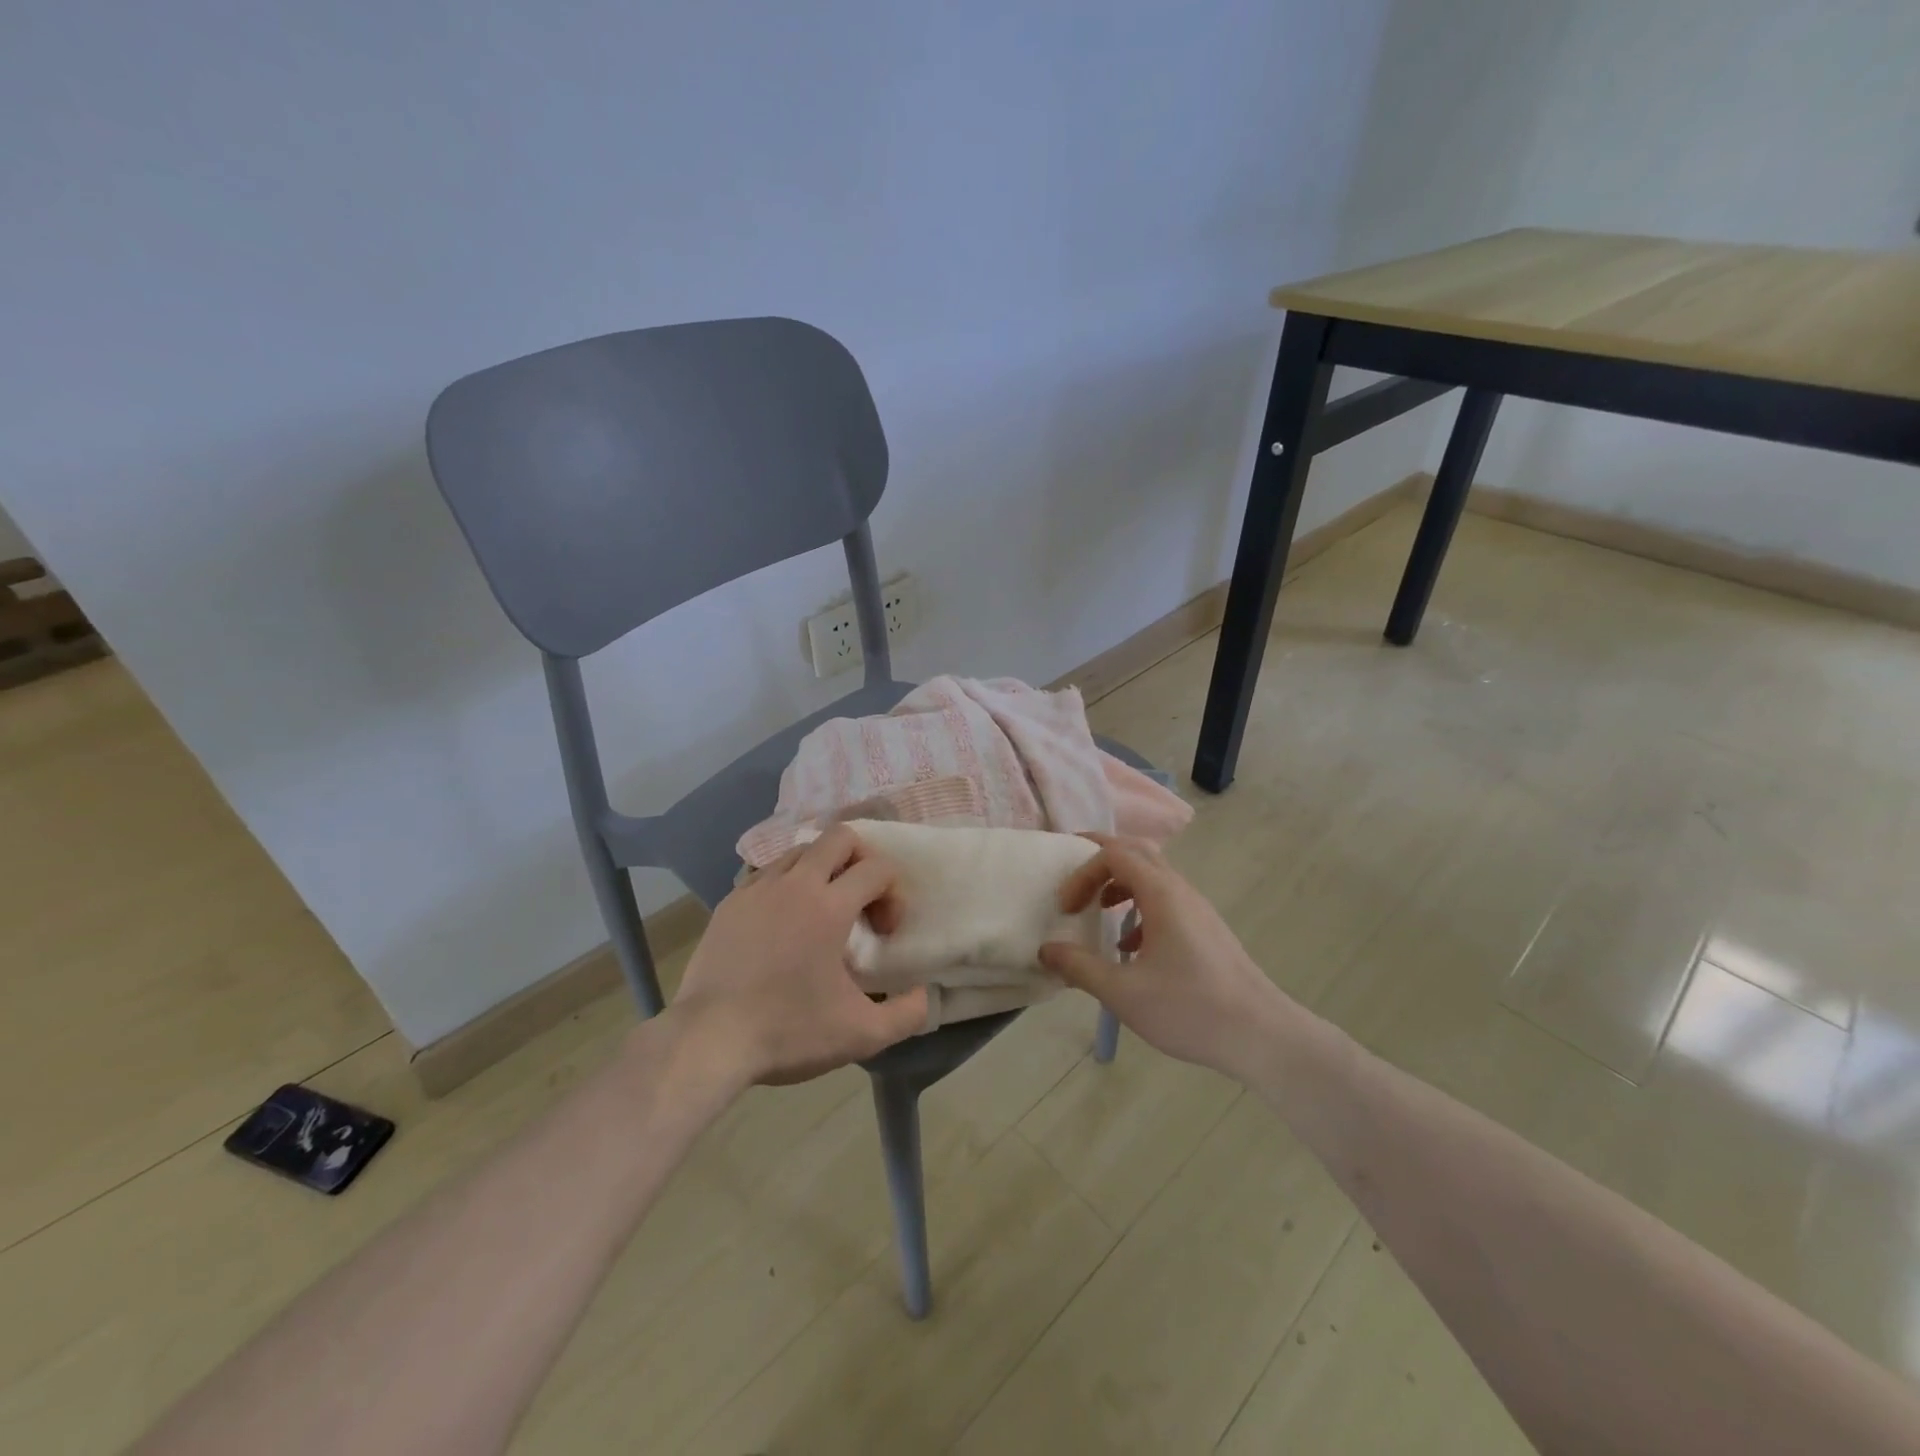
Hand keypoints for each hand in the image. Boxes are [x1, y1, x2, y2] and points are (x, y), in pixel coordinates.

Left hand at [671, 824, 928, 1086]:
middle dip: (862, 859)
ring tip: (823, 910)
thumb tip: (925, 995)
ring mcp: (757, 888)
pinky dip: (788, 885)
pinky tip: (784, 923)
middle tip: (861, 900)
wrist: (708, 1040)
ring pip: (801, 851)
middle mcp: (794, 884)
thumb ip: (907, 1014)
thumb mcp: (861, 1035)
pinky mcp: (730, 902)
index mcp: (829, 906)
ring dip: (823, 869)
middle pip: (839, 836)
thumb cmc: (788, 1032)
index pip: (876, 868)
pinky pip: (768, 873)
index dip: (893, 893)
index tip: (884, 932)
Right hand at [1039, 834, 1283, 1077]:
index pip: (1114, 853)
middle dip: (1099, 862)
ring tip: (1097, 911)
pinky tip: (1129, 948)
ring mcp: (1197, 909)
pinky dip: (1139, 907)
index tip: (1065, 906)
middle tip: (1073, 884)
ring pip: (1153, 876)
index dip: (1082, 871)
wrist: (1262, 1035)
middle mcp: (1181, 890)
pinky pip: (1166, 900)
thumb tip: (1047, 950)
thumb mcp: (1123, 992)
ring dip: (1119, 884)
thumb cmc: (1190, 1009)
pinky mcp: (1206, 930)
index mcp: (1161, 893)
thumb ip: (1080, 967)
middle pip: (1136, 852)